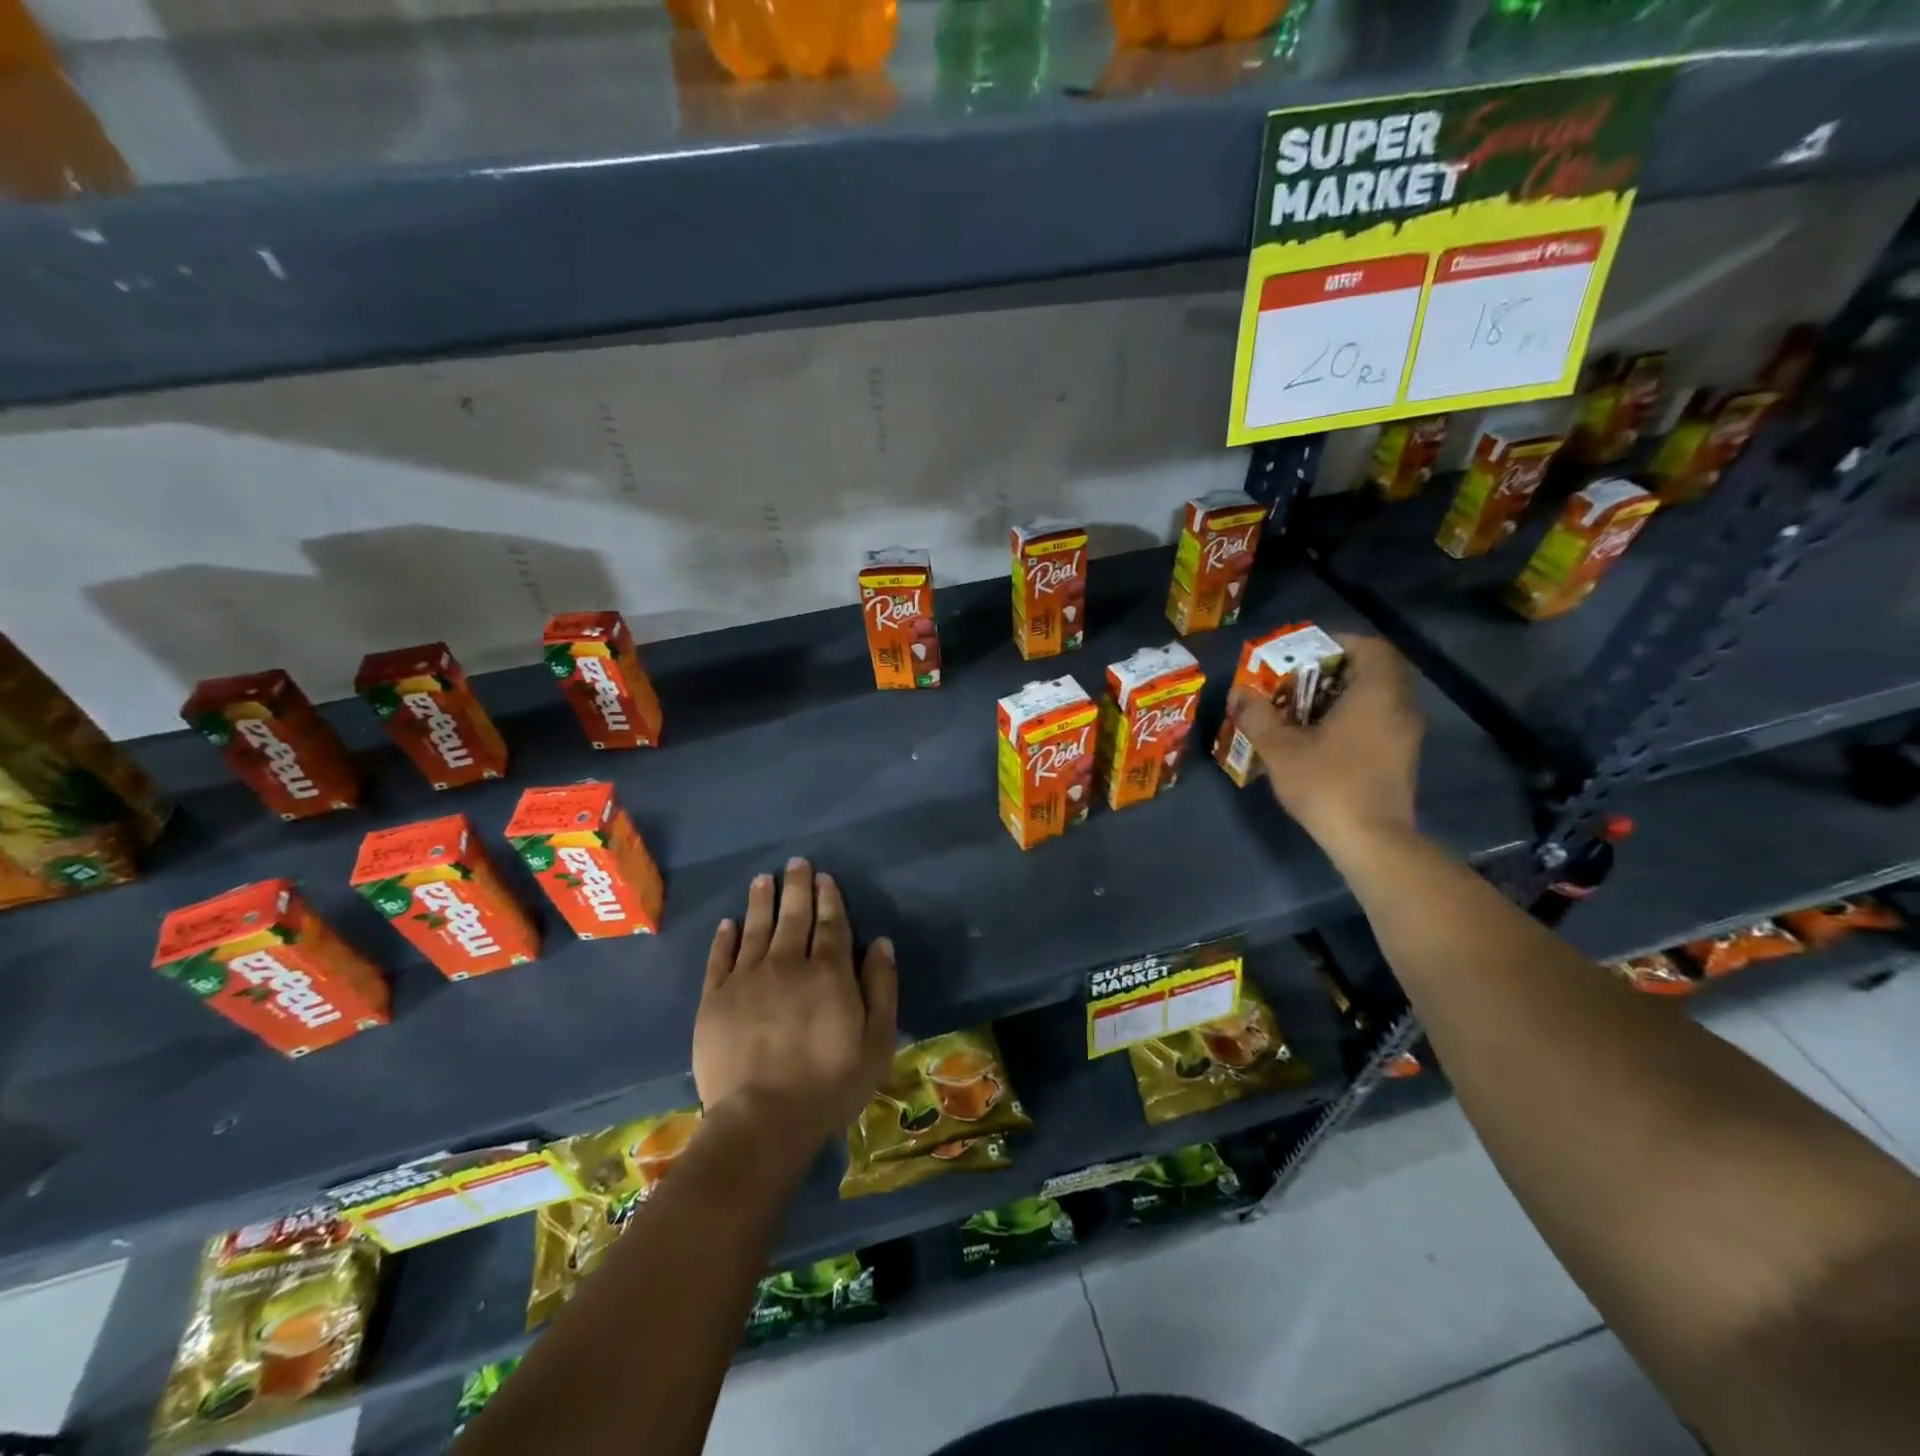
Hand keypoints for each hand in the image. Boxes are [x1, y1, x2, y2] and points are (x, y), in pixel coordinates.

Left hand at [693, 858, 897, 1144]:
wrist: (761, 1120)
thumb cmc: (829, 1085)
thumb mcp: (876, 1042)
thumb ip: (881, 988)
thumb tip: (881, 942)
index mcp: (828, 973)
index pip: (831, 924)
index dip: (829, 898)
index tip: (824, 877)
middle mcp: (787, 964)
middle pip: (793, 916)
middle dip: (797, 886)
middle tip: (796, 862)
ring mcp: (747, 979)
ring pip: (756, 928)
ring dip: (761, 901)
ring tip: (763, 879)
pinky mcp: (714, 999)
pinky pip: (720, 958)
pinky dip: (725, 937)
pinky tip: (729, 923)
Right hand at [1226, 633, 1423, 858]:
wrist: (1371, 840)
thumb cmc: (1327, 784)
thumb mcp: (1281, 748)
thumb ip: (1258, 715)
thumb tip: (1238, 693)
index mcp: (1376, 693)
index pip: (1370, 647)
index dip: (1337, 643)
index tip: (1305, 654)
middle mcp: (1400, 706)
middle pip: (1374, 670)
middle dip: (1335, 670)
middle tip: (1299, 681)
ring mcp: (1406, 734)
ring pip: (1378, 697)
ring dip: (1343, 696)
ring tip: (1304, 709)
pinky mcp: (1403, 757)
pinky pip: (1381, 720)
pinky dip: (1355, 717)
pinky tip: (1322, 737)